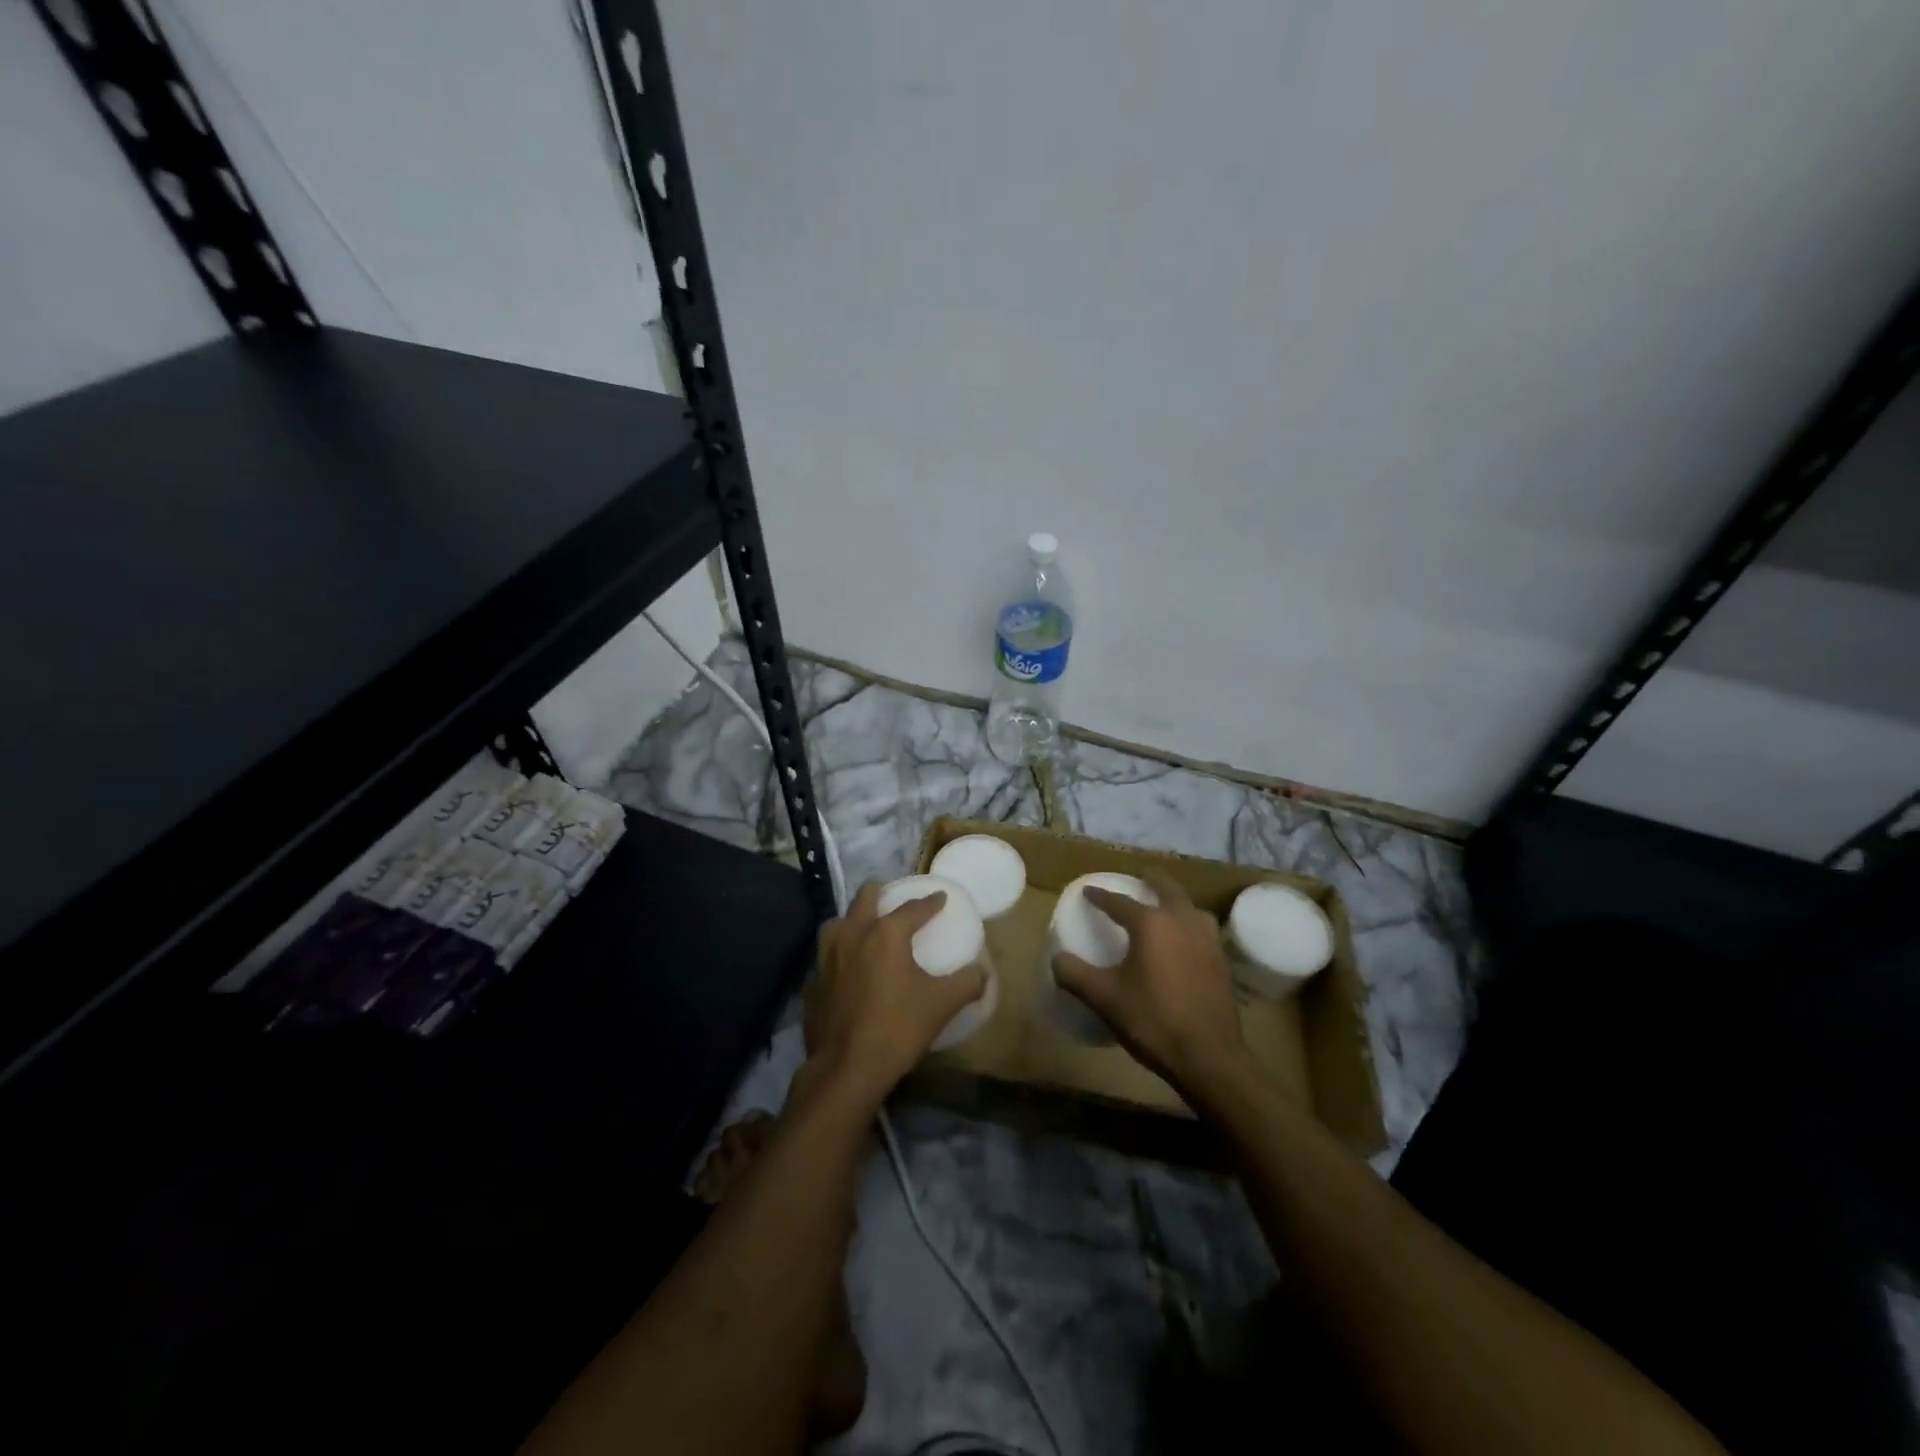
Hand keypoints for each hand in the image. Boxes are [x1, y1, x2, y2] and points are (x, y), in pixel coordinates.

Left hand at [802, 881, 988, 1104]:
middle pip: (865, 898)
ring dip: (852, 919)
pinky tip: (846, 968)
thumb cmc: (897, 1028)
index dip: (930, 902)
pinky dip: (837, 954)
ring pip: (837, 922)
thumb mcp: (941, 1005)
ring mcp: (826, 957)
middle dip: (880, 893)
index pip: (912, 908)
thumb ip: (966, 984)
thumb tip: (983, 972)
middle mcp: (853, 935)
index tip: (940, 897)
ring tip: (864, 928)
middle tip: (891, 897)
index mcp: (885, 934)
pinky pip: (825, 956)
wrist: (846, 1069)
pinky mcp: (812, 981)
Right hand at [1052, 873, 1246, 1095]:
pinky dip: (1189, 925)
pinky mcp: (1222, 961)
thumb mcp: (1104, 999)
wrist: (1208, 1057)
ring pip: (1191, 908)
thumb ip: (1075, 974)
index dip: (1101, 896)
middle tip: (1139, 880)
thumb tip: (1057, 959)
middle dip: (1151, 882)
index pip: (1120, 901)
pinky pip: (1202, 929)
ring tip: (1163, 909)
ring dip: (1176, 902)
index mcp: (1151, 924)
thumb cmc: (1153, 1021)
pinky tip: (1183, 942)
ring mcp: (1207, 940)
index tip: (1088, 891)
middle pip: (1167, 889)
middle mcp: (1182, 921)